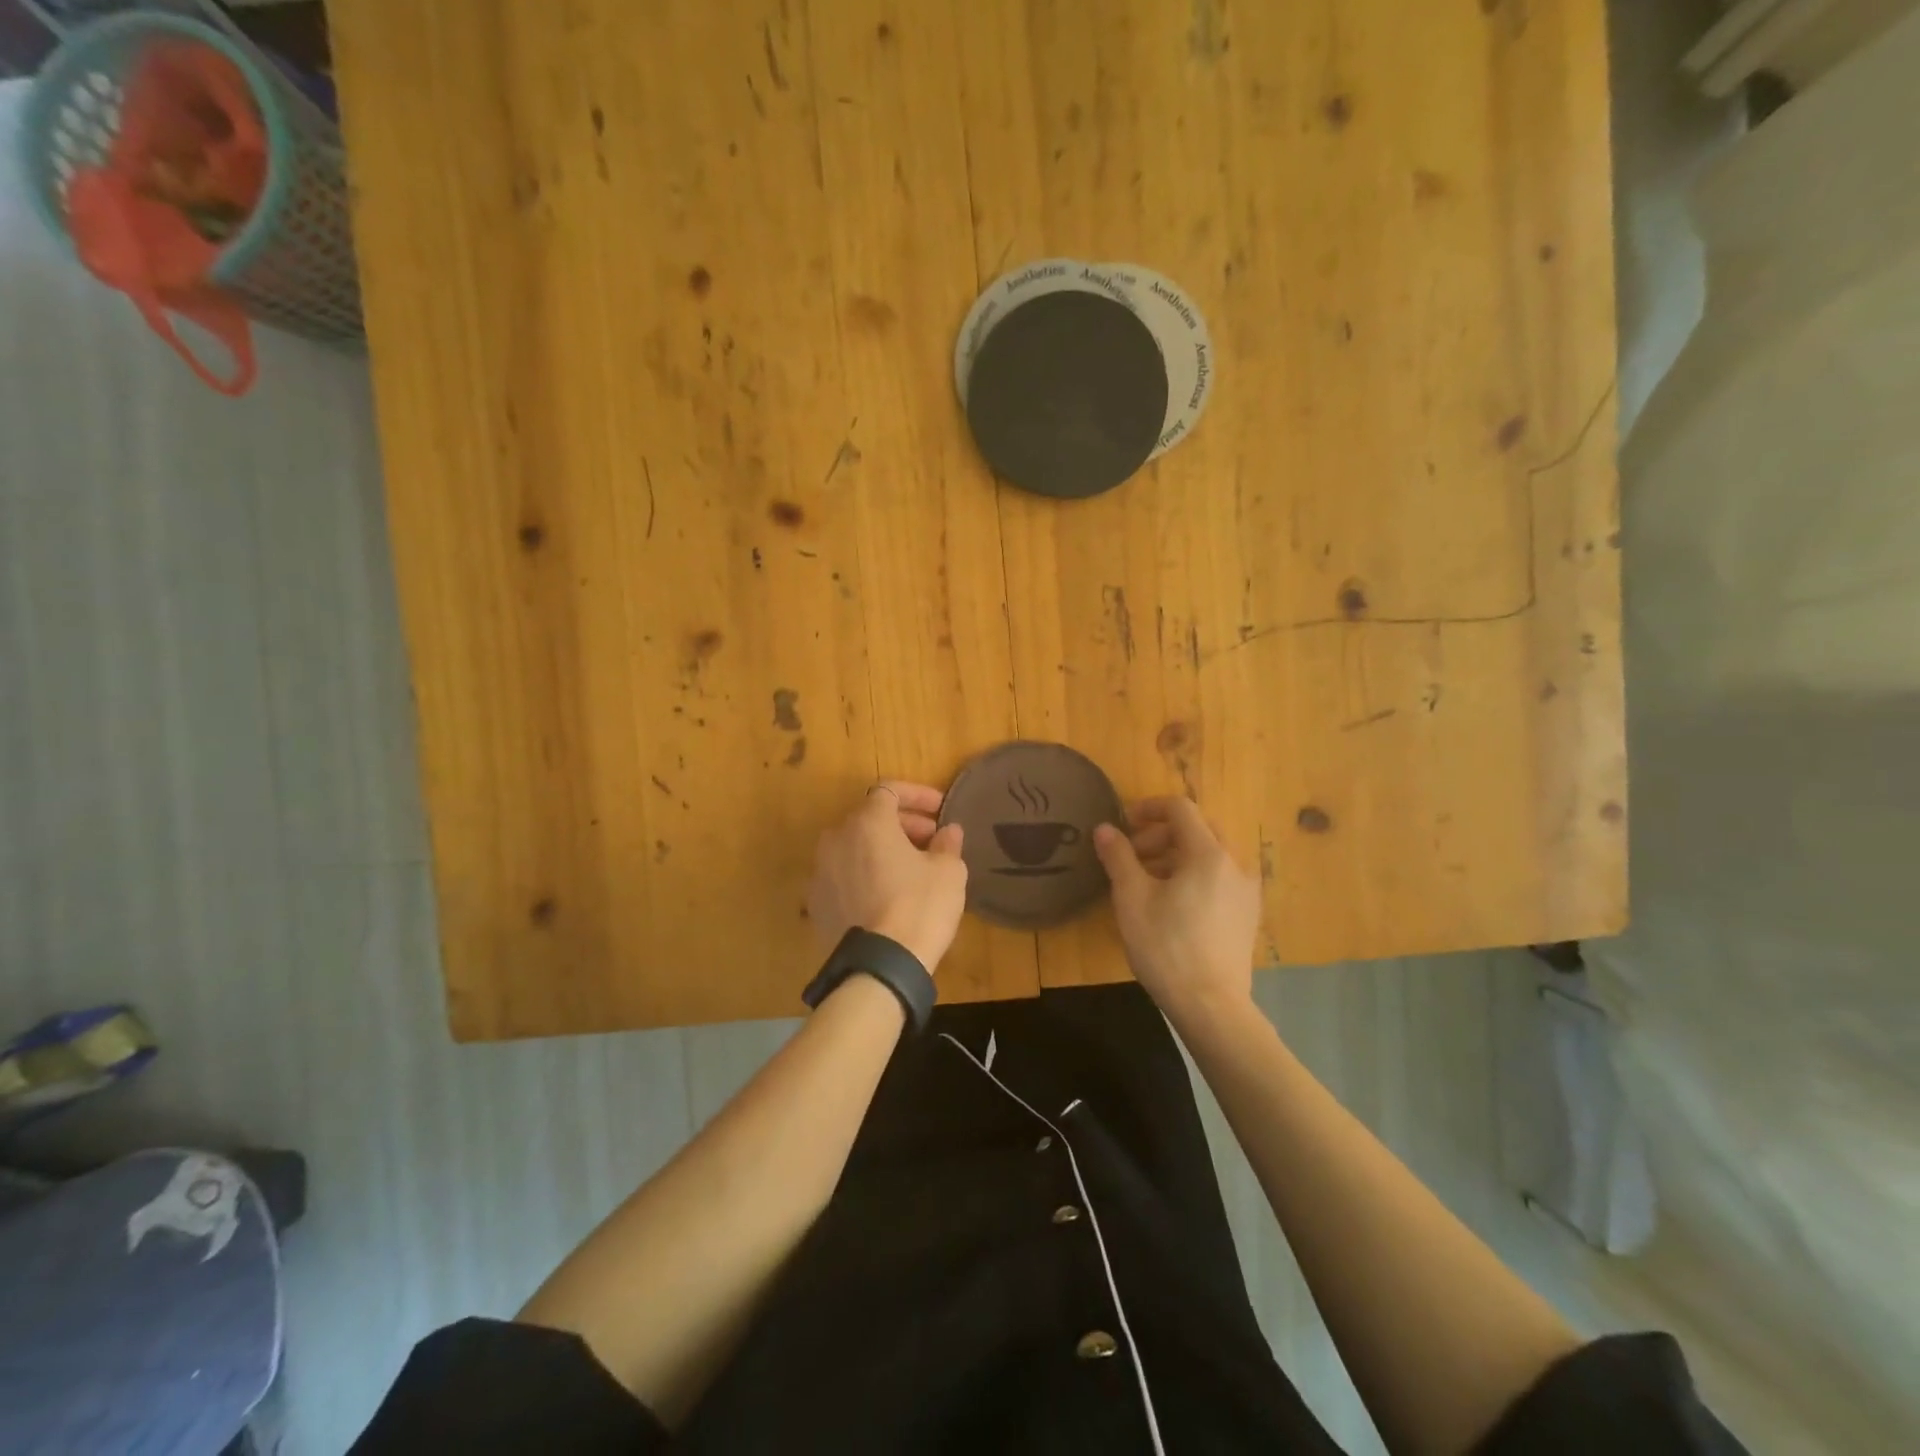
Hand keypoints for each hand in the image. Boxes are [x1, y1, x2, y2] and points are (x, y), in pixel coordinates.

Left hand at [808, 782, 968, 972]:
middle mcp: (836, 838)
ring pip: (853, 847)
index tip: (940, 811)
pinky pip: (842, 876)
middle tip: (931, 841)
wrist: (880, 966)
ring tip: (909, 869)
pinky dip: (863, 875)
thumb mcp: (948, 872)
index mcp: (867, 822)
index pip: (890, 790)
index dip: (918, 795)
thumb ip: (947, 843)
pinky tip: (885, 896)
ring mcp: (820, 871)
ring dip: (880, 849)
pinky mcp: (816, 903)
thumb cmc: (919, 907)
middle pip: (869, 818)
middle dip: (902, 824)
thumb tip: (948, 831)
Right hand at [1093, 797, 1261, 1022]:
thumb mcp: (1131, 899)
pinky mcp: (1247, 913)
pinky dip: (1194, 875)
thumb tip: (1105, 828)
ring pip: (1210, 854)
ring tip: (1146, 882)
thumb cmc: (1166, 947)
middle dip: (1161, 834)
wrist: (1211, 1006)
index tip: (1123, 826)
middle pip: (1198, 828)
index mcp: (1208, 853)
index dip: (1148, 808)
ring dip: (1176, 855)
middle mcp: (1234, 864)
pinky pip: (1219, 877)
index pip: (1181, 808)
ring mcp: (1246, 890)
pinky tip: (1172, 904)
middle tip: (1132, 856)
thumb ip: (1118, 856)